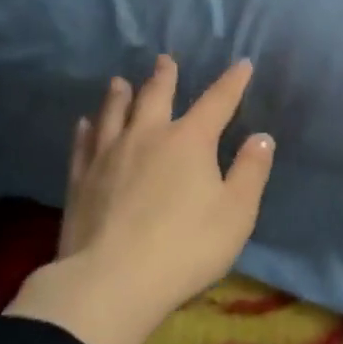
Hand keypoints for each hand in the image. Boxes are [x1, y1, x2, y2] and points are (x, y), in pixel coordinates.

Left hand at [4, 55, 274, 343]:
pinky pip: (83, 145)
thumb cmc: (185, 247)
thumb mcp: (236, 212)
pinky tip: (84, 124)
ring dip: (120, 96)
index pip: (217, 102)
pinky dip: (86, 129)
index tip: (242, 64)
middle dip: (164, 77)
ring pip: (114, 114)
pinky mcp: (80, 181)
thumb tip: (261, 137)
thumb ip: (251, 172)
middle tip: (164, 60)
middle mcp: (148, 137)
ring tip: (120, 82)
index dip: (232, 82)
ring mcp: (108, 156)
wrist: (110, 283)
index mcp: (190, 141)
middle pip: (156, 97)